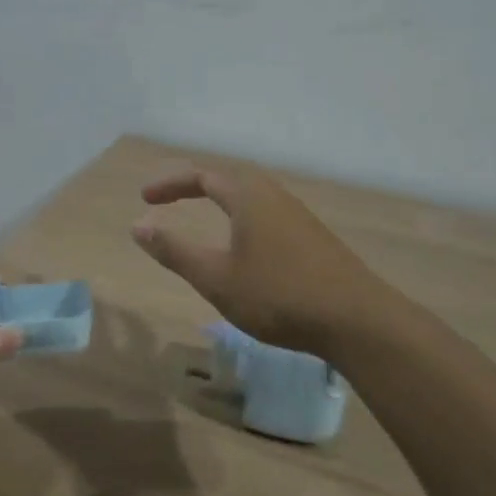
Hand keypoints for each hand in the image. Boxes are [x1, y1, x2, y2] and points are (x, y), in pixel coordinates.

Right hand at [132, 165, 390, 357]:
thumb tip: (138, 225)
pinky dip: (242, 215)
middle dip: (195, 184)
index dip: (170, 183)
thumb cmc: (278, 295)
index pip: (202, 175)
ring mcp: (298, 216)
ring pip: (252, 195)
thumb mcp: (216, 278)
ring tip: (203, 216)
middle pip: (229, 178)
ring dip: (222, 198)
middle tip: (169, 198)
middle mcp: (274, 196)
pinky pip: (267, 212)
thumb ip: (175, 251)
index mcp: (248, 197)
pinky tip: (244, 245)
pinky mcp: (313, 238)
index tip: (144, 198)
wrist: (357, 320)